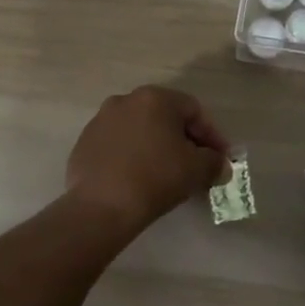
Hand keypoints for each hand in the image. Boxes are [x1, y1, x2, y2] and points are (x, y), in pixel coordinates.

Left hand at [65, 85, 231, 234]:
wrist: (100, 207)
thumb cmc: (155, 178)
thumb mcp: (196, 169)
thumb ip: (214, 162)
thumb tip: (220, 166)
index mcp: (155, 98)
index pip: (194, 111)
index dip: (212, 135)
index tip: (220, 159)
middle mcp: (126, 100)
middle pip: (165, 117)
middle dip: (184, 140)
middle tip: (196, 165)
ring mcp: (101, 121)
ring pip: (140, 130)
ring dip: (157, 147)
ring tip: (167, 174)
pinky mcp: (84, 143)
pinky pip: (118, 146)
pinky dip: (133, 157)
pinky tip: (138, 179)